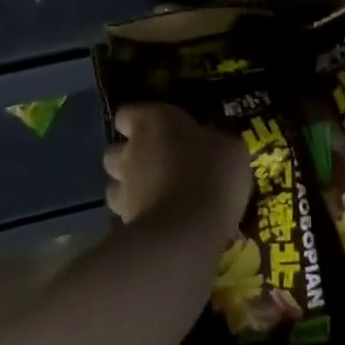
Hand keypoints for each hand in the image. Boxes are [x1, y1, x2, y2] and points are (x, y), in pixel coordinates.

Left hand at [103, 103, 249, 242]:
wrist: (188, 230)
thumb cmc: (212, 173)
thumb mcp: (231, 149)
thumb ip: (215, 142)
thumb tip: (214, 144)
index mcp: (156, 120)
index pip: (127, 114)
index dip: (137, 122)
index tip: (155, 131)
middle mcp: (132, 149)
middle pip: (115, 150)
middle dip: (128, 157)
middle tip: (155, 166)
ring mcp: (124, 188)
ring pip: (113, 184)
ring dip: (128, 188)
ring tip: (153, 197)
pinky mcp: (123, 222)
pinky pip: (124, 215)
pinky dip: (137, 216)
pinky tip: (159, 222)